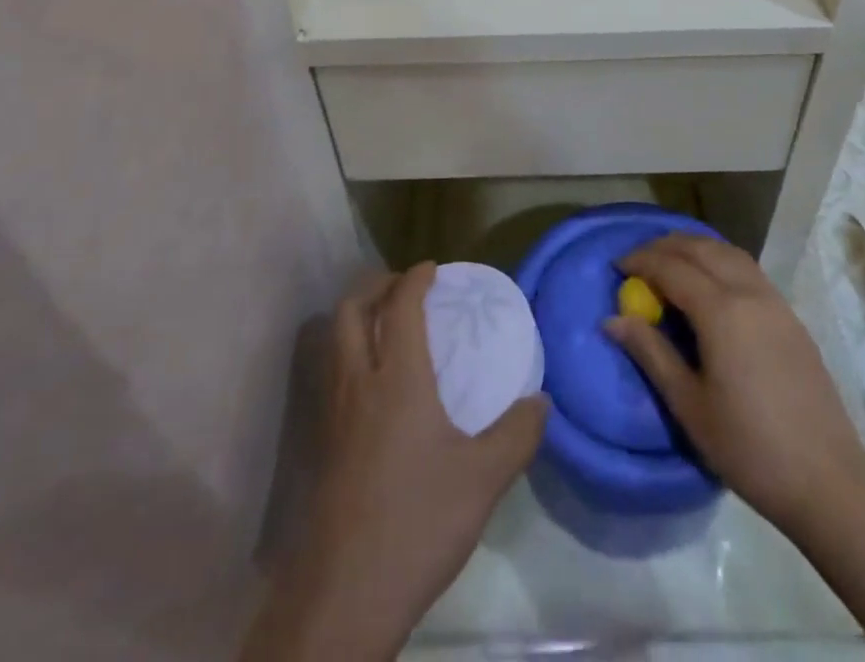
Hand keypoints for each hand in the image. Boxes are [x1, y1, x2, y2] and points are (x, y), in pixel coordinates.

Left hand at [242, 262, 547, 661]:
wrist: (344, 596)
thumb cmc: (418, 522)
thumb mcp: (484, 479)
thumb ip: (518, 434)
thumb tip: (543, 401)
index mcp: (397, 377)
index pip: (399, 305)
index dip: (414, 278)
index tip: (432, 269)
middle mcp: (358, 382)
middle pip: (350, 309)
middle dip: (376, 286)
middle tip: (404, 288)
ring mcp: (332, 414)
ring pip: (333, 340)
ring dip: (356, 316)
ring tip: (386, 325)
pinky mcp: (321, 444)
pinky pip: (331, 373)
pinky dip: (349, 352)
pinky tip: (374, 384)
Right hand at [605, 235, 864, 533]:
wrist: (827, 479)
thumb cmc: (749, 448)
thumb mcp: (689, 405)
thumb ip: (651, 353)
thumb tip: (613, 319)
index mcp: (721, 311)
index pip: (672, 268)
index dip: (641, 261)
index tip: (616, 266)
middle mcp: (749, 293)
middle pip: (702, 249)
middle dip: (666, 246)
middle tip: (639, 260)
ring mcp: (775, 302)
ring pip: (729, 253)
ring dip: (696, 248)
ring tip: (671, 262)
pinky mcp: (791, 317)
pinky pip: (748, 269)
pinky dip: (720, 261)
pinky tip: (711, 283)